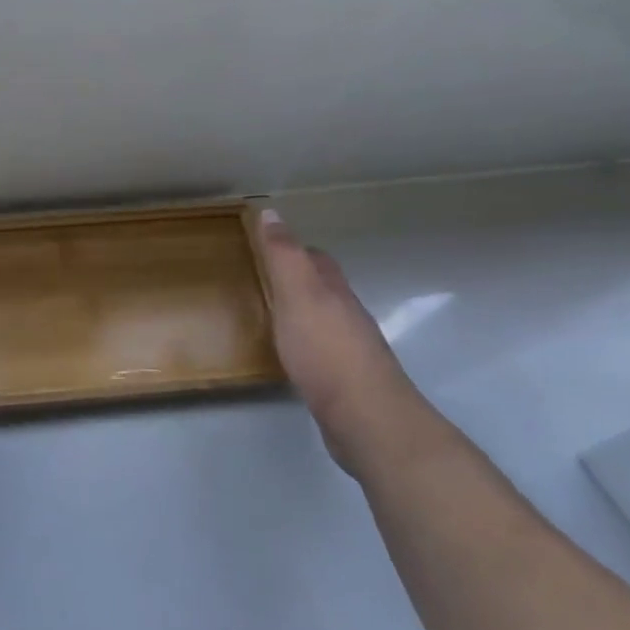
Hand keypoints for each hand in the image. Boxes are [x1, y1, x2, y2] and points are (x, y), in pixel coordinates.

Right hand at [257, 209, 424, 474]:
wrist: (365, 418)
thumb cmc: (325, 349)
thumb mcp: (297, 293)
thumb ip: (284, 255)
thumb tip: (271, 212)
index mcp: (334, 290)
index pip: (315, 259)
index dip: (293, 250)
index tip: (265, 248)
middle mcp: (348, 315)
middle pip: (324, 288)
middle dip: (298, 280)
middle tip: (263, 280)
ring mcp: (351, 350)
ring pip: (324, 320)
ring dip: (302, 314)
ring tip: (271, 317)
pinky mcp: (346, 382)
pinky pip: (322, 353)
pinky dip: (305, 346)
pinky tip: (291, 357)